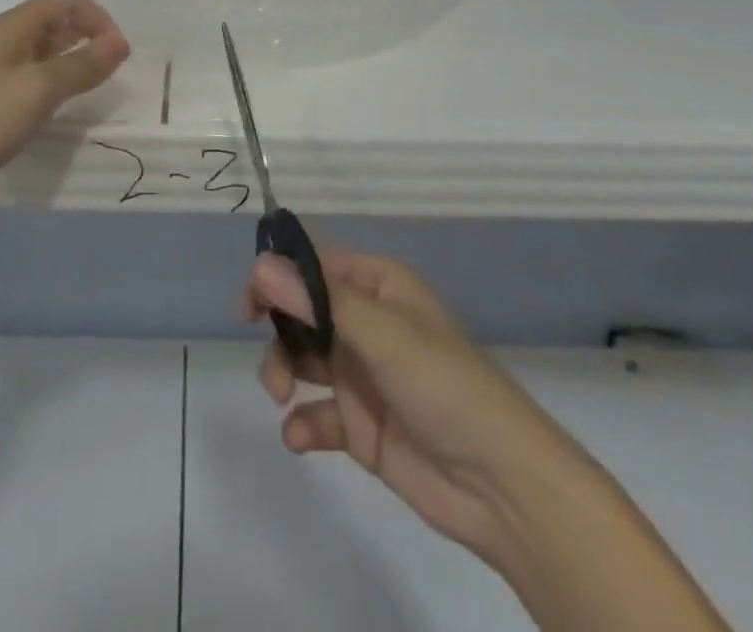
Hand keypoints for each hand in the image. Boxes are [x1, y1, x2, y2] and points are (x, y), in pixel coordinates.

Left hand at [0, 0, 129, 230]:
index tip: (118, 53)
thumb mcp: (37, 90)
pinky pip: (32, 85)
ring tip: (95, 92)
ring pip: (45, 55)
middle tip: (113, 73)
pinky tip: (62, 113)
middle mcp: (4, 43)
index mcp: (12, 26)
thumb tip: (121, 42)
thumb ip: (81, 65)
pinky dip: (55, 90)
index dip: (97, 17)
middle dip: (89, 37)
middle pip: (55, 22)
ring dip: (74, 64)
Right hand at [246, 248, 596, 570]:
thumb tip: (260, 265)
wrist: (503, 488)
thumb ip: (318, 302)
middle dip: (279, 331)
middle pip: (301, 311)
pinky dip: (302, 423)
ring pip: (302, 359)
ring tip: (283, 396)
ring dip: (283, 373)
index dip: (278, 275)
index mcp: (378, 287)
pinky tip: (300, 436)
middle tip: (269, 356)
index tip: (249, 302)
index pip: (315, 264)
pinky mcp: (361, 426)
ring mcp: (362, 374)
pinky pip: (317, 414)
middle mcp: (366, 322)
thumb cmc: (445, 387)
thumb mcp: (383, 335)